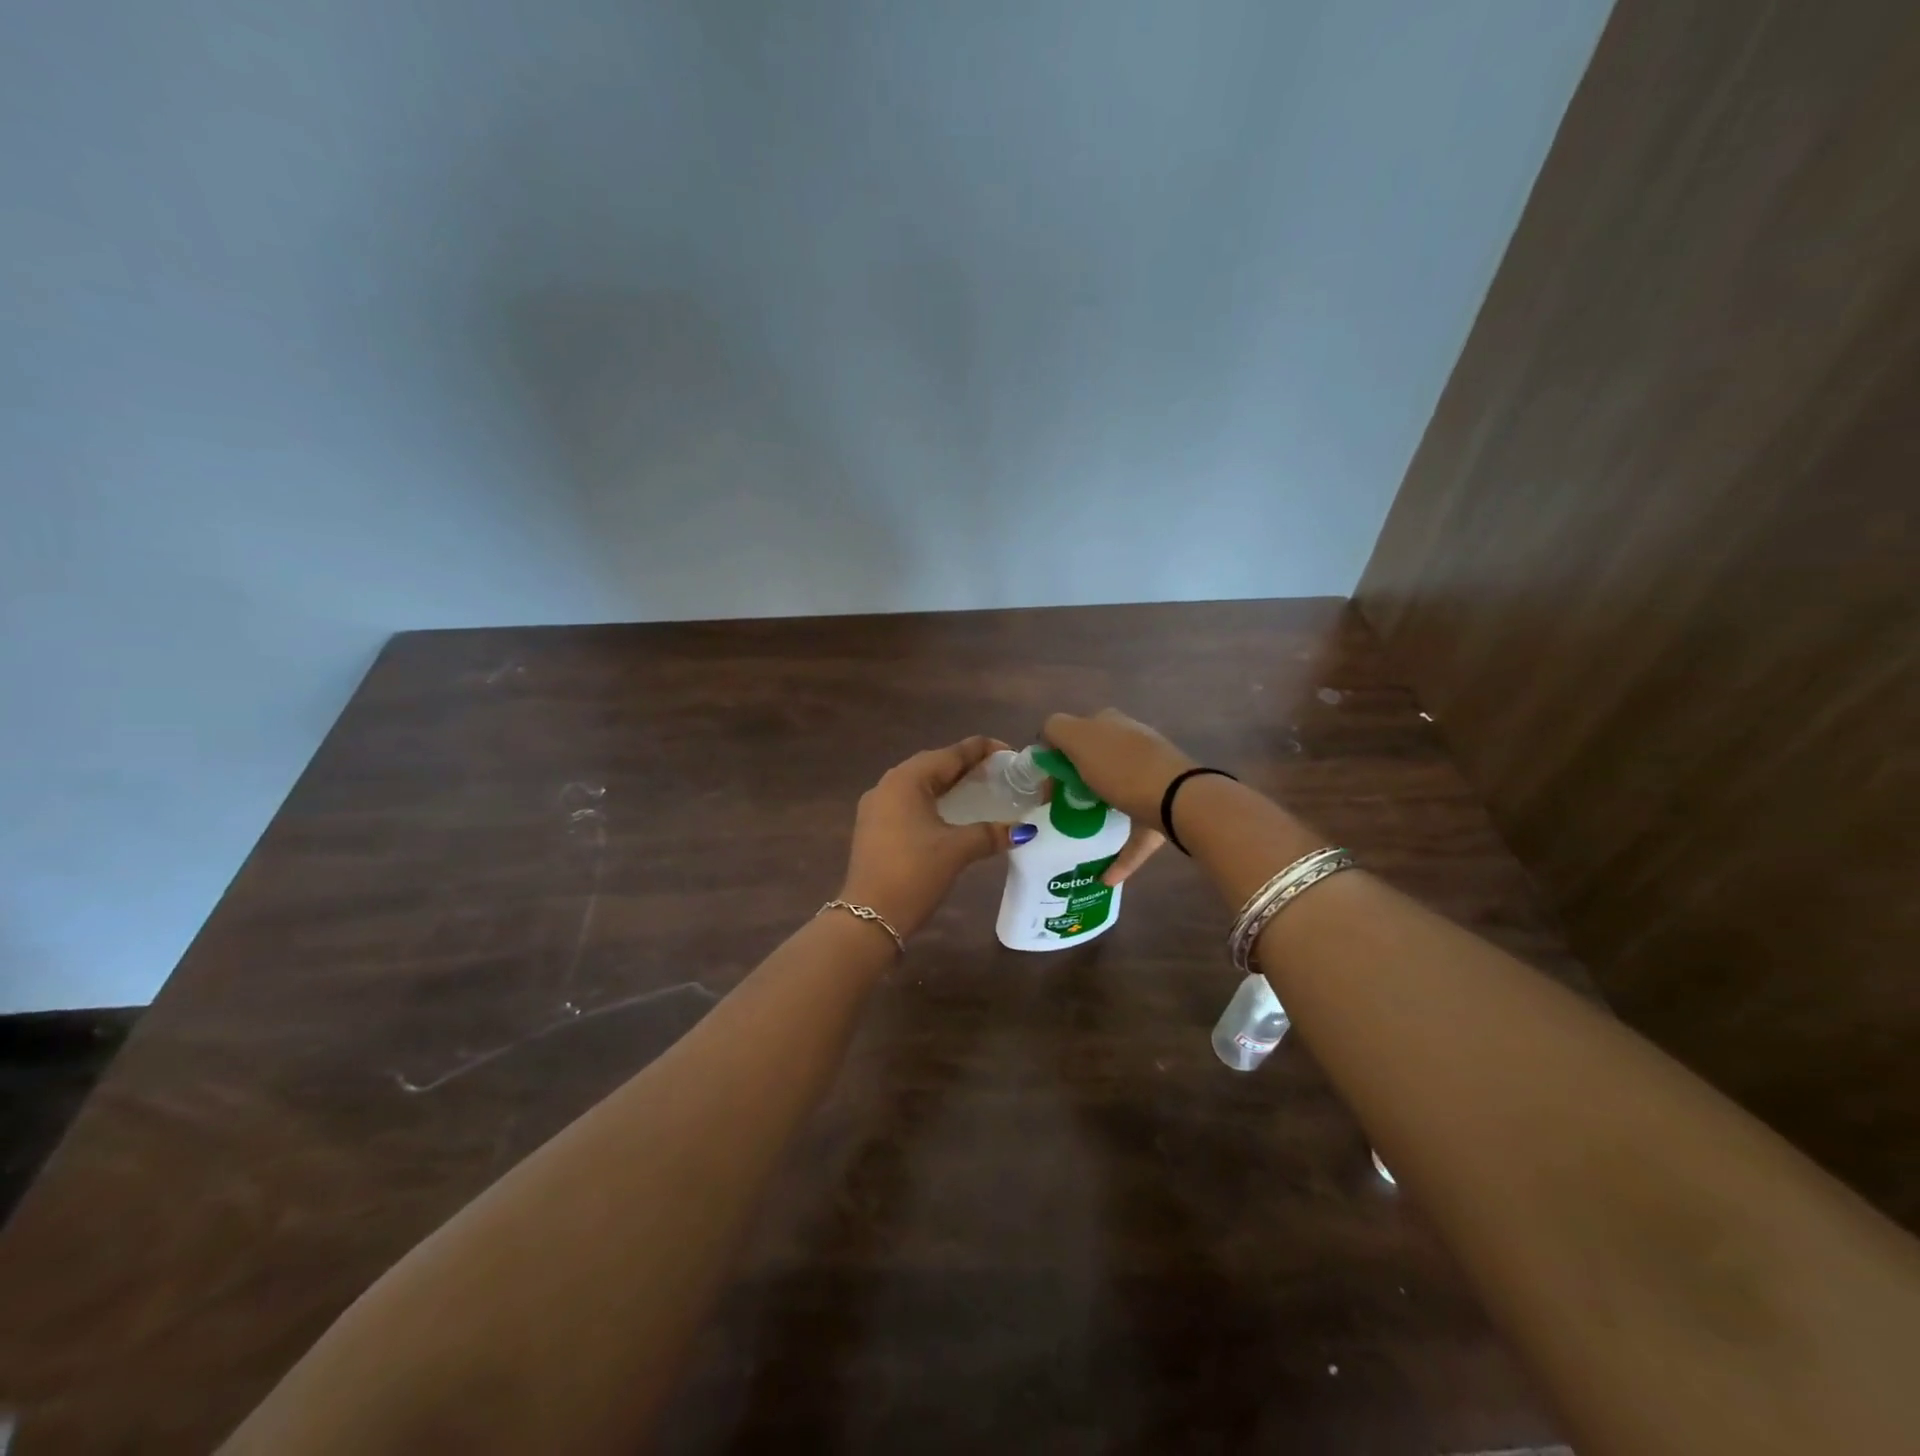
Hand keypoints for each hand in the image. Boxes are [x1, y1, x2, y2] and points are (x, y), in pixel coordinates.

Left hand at [839, 736, 1021, 939]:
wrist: (869, 917)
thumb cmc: (914, 873)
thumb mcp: (957, 850)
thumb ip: (991, 834)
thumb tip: (1023, 830)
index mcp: (906, 780)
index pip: (950, 754)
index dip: (981, 750)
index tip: (1010, 753)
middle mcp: (887, 785)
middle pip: (933, 765)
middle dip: (965, 766)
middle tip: (998, 772)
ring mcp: (876, 807)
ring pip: (919, 784)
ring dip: (949, 784)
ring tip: (980, 789)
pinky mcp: (874, 827)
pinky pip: (909, 802)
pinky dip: (933, 801)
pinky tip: (952, 813)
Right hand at [1042, 709, 1198, 885]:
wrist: (1180, 801)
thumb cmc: (1122, 768)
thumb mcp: (1079, 738)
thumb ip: (1057, 729)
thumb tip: (1049, 737)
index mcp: (1112, 724)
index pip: (1077, 733)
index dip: (1058, 757)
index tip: (1048, 786)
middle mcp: (1134, 746)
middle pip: (1096, 765)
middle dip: (1078, 785)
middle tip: (1059, 810)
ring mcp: (1152, 779)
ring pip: (1118, 797)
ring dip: (1099, 815)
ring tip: (1079, 836)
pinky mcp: (1164, 812)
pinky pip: (1136, 834)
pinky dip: (1121, 854)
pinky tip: (1106, 876)